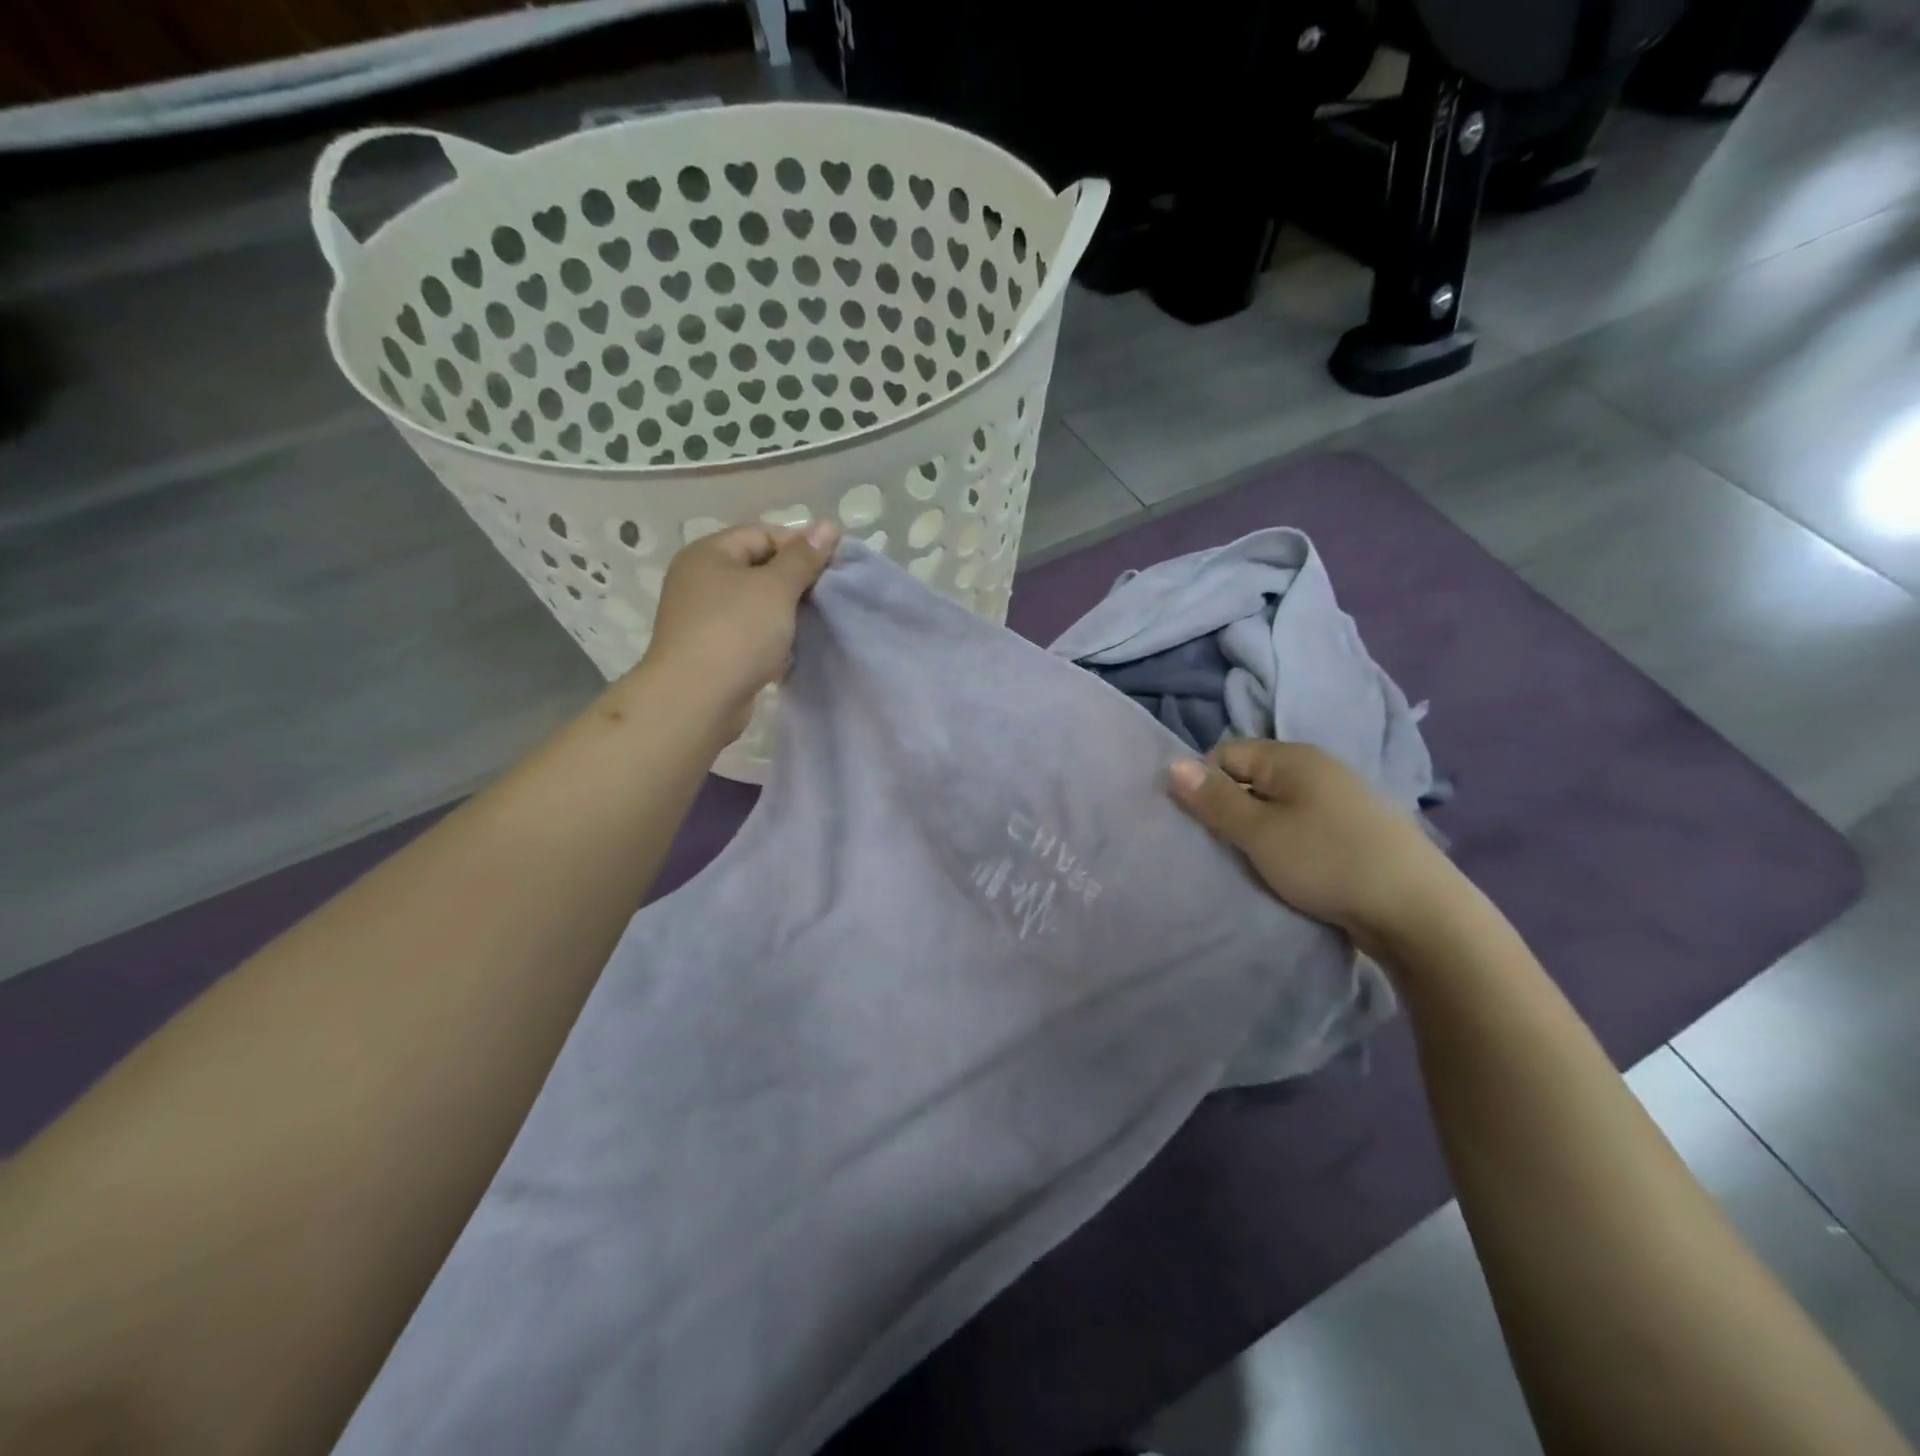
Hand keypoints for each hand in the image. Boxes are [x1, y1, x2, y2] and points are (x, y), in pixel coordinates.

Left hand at [638, 521, 839, 737]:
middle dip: (794, 581)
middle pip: (757, 568)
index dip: (799, 546)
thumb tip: (828, 526)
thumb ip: (803, 558)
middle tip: (827, 597)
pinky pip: (749, 634)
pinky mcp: (711, 651)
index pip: (761, 534)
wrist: (697, 699)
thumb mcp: (776, 588)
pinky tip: (793, 650)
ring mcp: (703, 618)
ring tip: (814, 623)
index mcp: (708, 554)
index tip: (831, 569)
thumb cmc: (737, 632)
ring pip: (755, 604)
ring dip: (785, 613)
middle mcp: (700, 580)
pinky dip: (771, 639)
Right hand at [1167, 740, 1464, 955]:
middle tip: (1223, 847)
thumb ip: (1214, 800)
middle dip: (1231, 808)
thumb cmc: (1328, 862)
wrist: (1419, 912)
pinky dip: (1288, 841)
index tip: (1202, 824)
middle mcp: (1318, 767)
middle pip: (1252, 778)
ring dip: (1259, 829)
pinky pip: (1304, 824)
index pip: (1226, 753)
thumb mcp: (1260, 833)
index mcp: (1292, 757)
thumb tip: (1171, 765)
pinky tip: (1291, 869)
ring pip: (1278, 804)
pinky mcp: (1357, 829)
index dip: (1205, 783)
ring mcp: (1342, 798)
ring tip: (1254, 862)